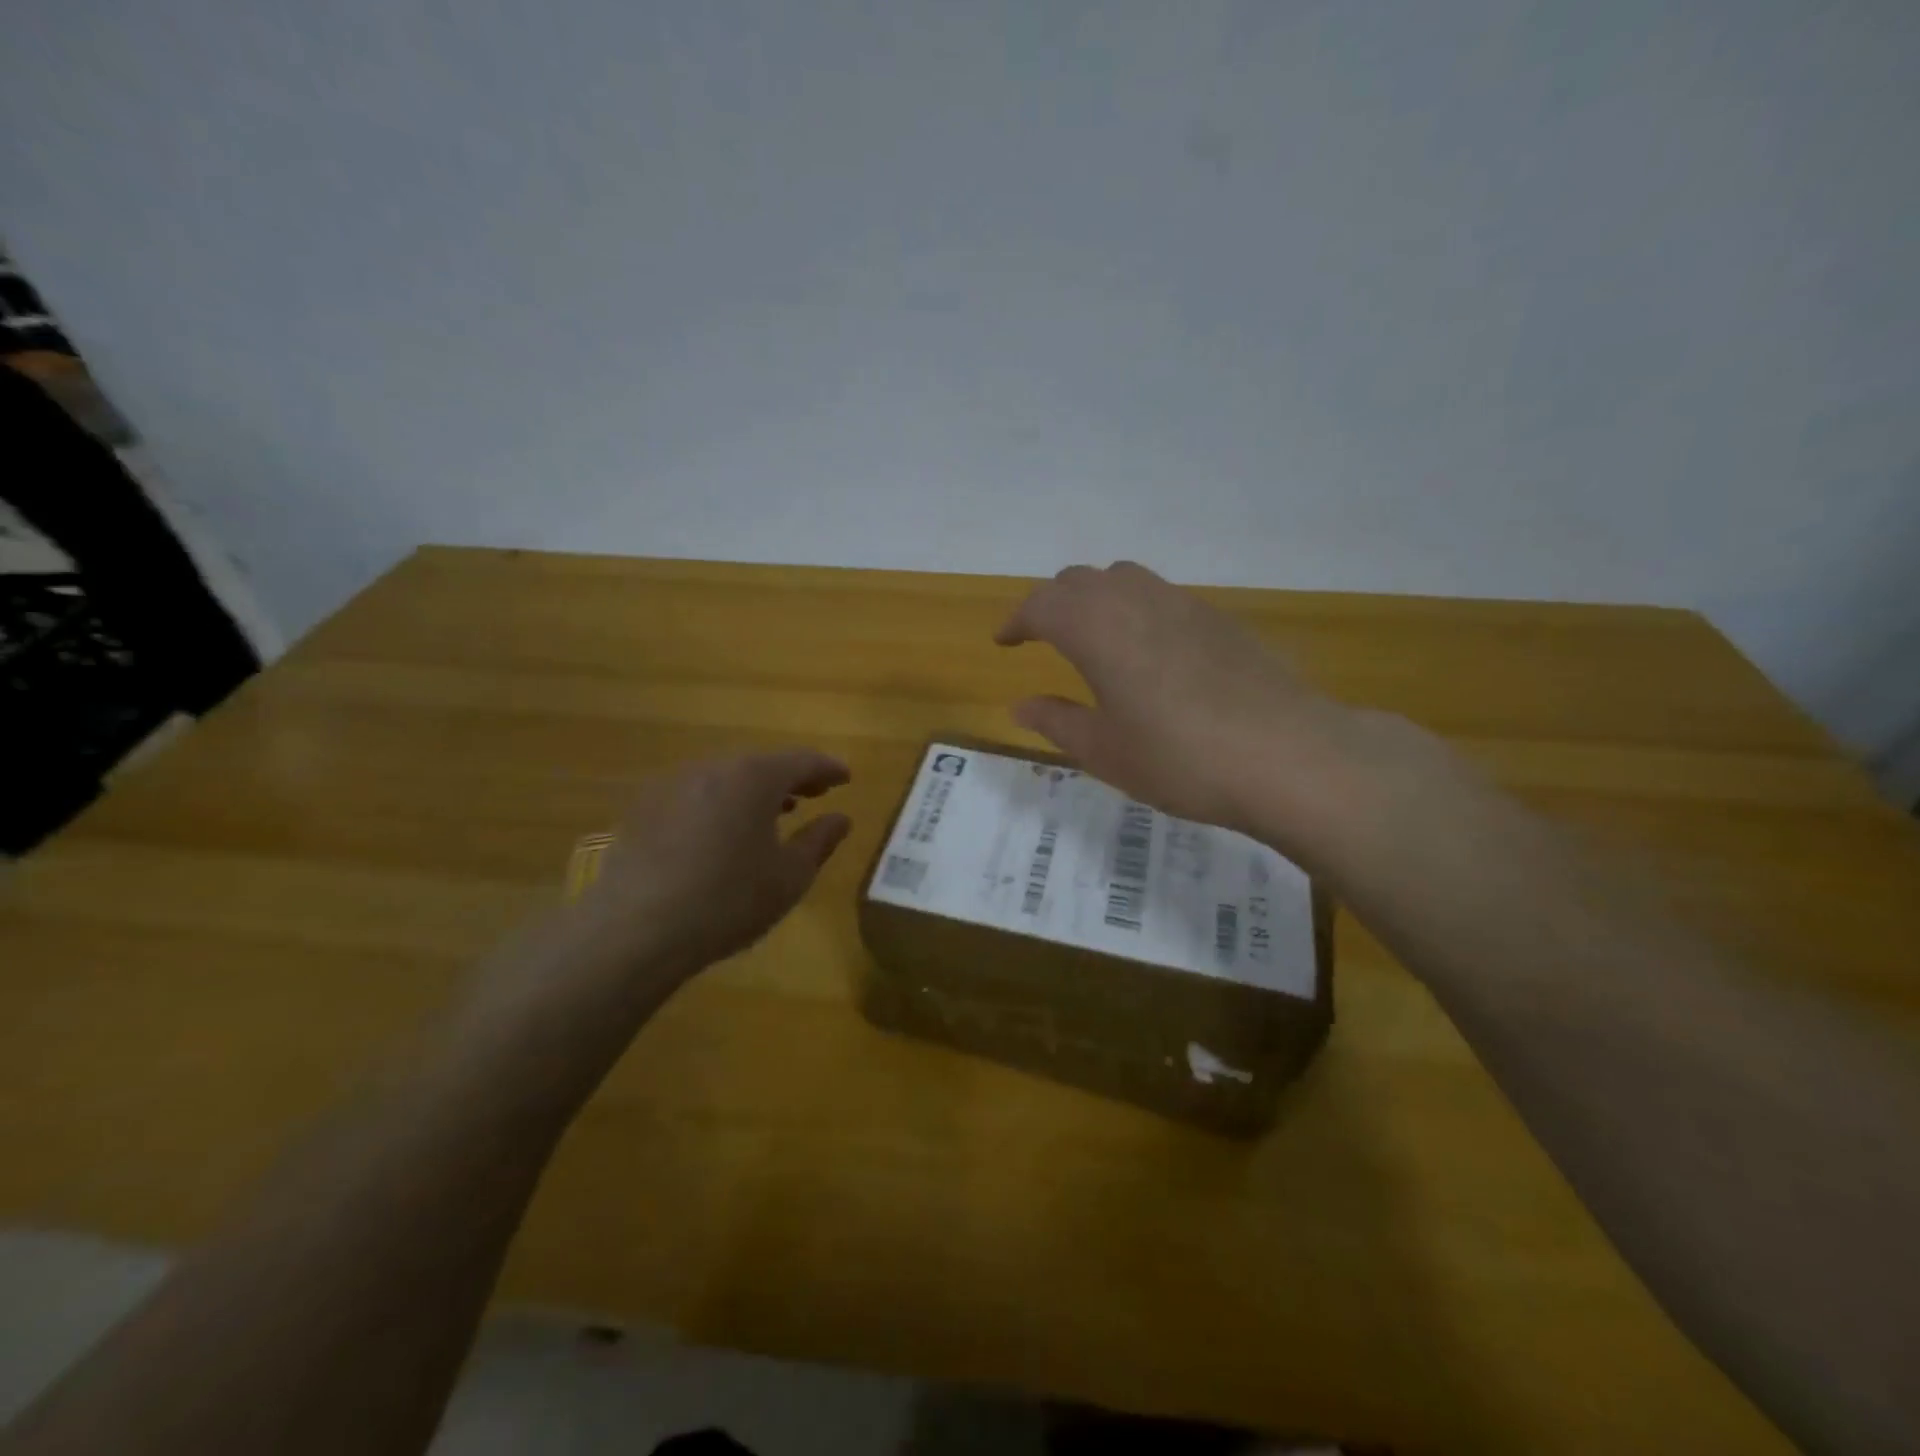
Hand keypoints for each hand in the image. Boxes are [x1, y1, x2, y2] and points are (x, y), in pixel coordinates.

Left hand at [572, 750, 851, 979]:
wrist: (635, 930)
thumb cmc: (728, 901)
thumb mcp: (789, 876)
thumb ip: (820, 841)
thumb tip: (840, 818)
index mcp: (754, 777)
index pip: (802, 761)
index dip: (828, 769)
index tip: (845, 778)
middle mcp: (712, 768)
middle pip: (761, 765)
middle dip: (790, 778)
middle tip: (814, 794)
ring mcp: (672, 786)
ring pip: (726, 779)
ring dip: (753, 791)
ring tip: (773, 813)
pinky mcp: (644, 809)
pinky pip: (696, 796)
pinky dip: (720, 804)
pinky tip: (722, 833)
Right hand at [997, 562, 1374, 853]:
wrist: (1289, 756)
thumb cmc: (1180, 758)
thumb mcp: (1105, 751)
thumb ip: (1057, 721)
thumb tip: (1021, 706)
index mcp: (1096, 628)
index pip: (1041, 605)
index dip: (1017, 621)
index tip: (1004, 642)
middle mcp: (1136, 601)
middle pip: (1080, 580)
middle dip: (1051, 604)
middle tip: (1041, 637)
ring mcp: (1183, 604)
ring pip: (1123, 579)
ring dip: (1095, 598)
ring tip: (1091, 637)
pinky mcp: (1220, 619)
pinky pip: (1161, 596)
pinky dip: (1135, 609)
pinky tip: (1148, 652)